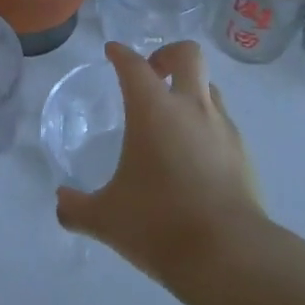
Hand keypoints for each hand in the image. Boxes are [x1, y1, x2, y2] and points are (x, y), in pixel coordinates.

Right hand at [54, 41, 266, 283]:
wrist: (227, 252)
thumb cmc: (158, 224)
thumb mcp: (106, 219)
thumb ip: (77, 208)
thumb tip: (61, 202)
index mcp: (153, 111)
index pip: (134, 66)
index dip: (121, 54)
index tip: (113, 52)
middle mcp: (191, 107)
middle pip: (187, 54)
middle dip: (167, 54)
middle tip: (152, 74)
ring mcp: (222, 127)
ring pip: (210, 87)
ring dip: (190, 90)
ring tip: (173, 118)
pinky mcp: (243, 151)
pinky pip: (223, 122)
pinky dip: (206, 125)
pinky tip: (194, 156)